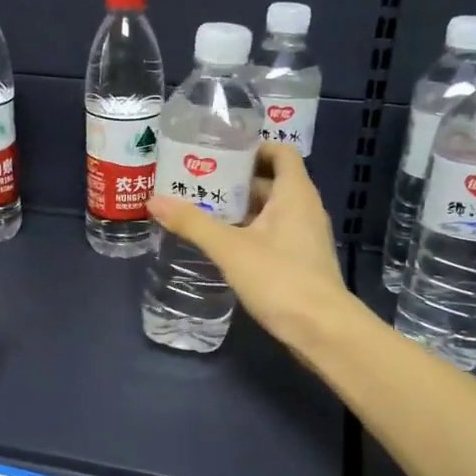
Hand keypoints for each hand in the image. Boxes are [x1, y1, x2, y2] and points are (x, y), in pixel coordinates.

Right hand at [147, 144, 351, 357]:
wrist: (321, 329)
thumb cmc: (279, 278)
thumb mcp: (229, 248)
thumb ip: (192, 223)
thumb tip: (154, 200)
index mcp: (295, 193)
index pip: (280, 152)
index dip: (253, 146)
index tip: (220, 151)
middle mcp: (305, 208)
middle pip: (271, 181)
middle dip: (236, 180)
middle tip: (199, 181)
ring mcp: (305, 236)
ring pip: (271, 210)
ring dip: (241, 208)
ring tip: (203, 210)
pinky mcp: (301, 260)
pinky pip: (273, 233)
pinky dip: (250, 231)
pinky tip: (223, 244)